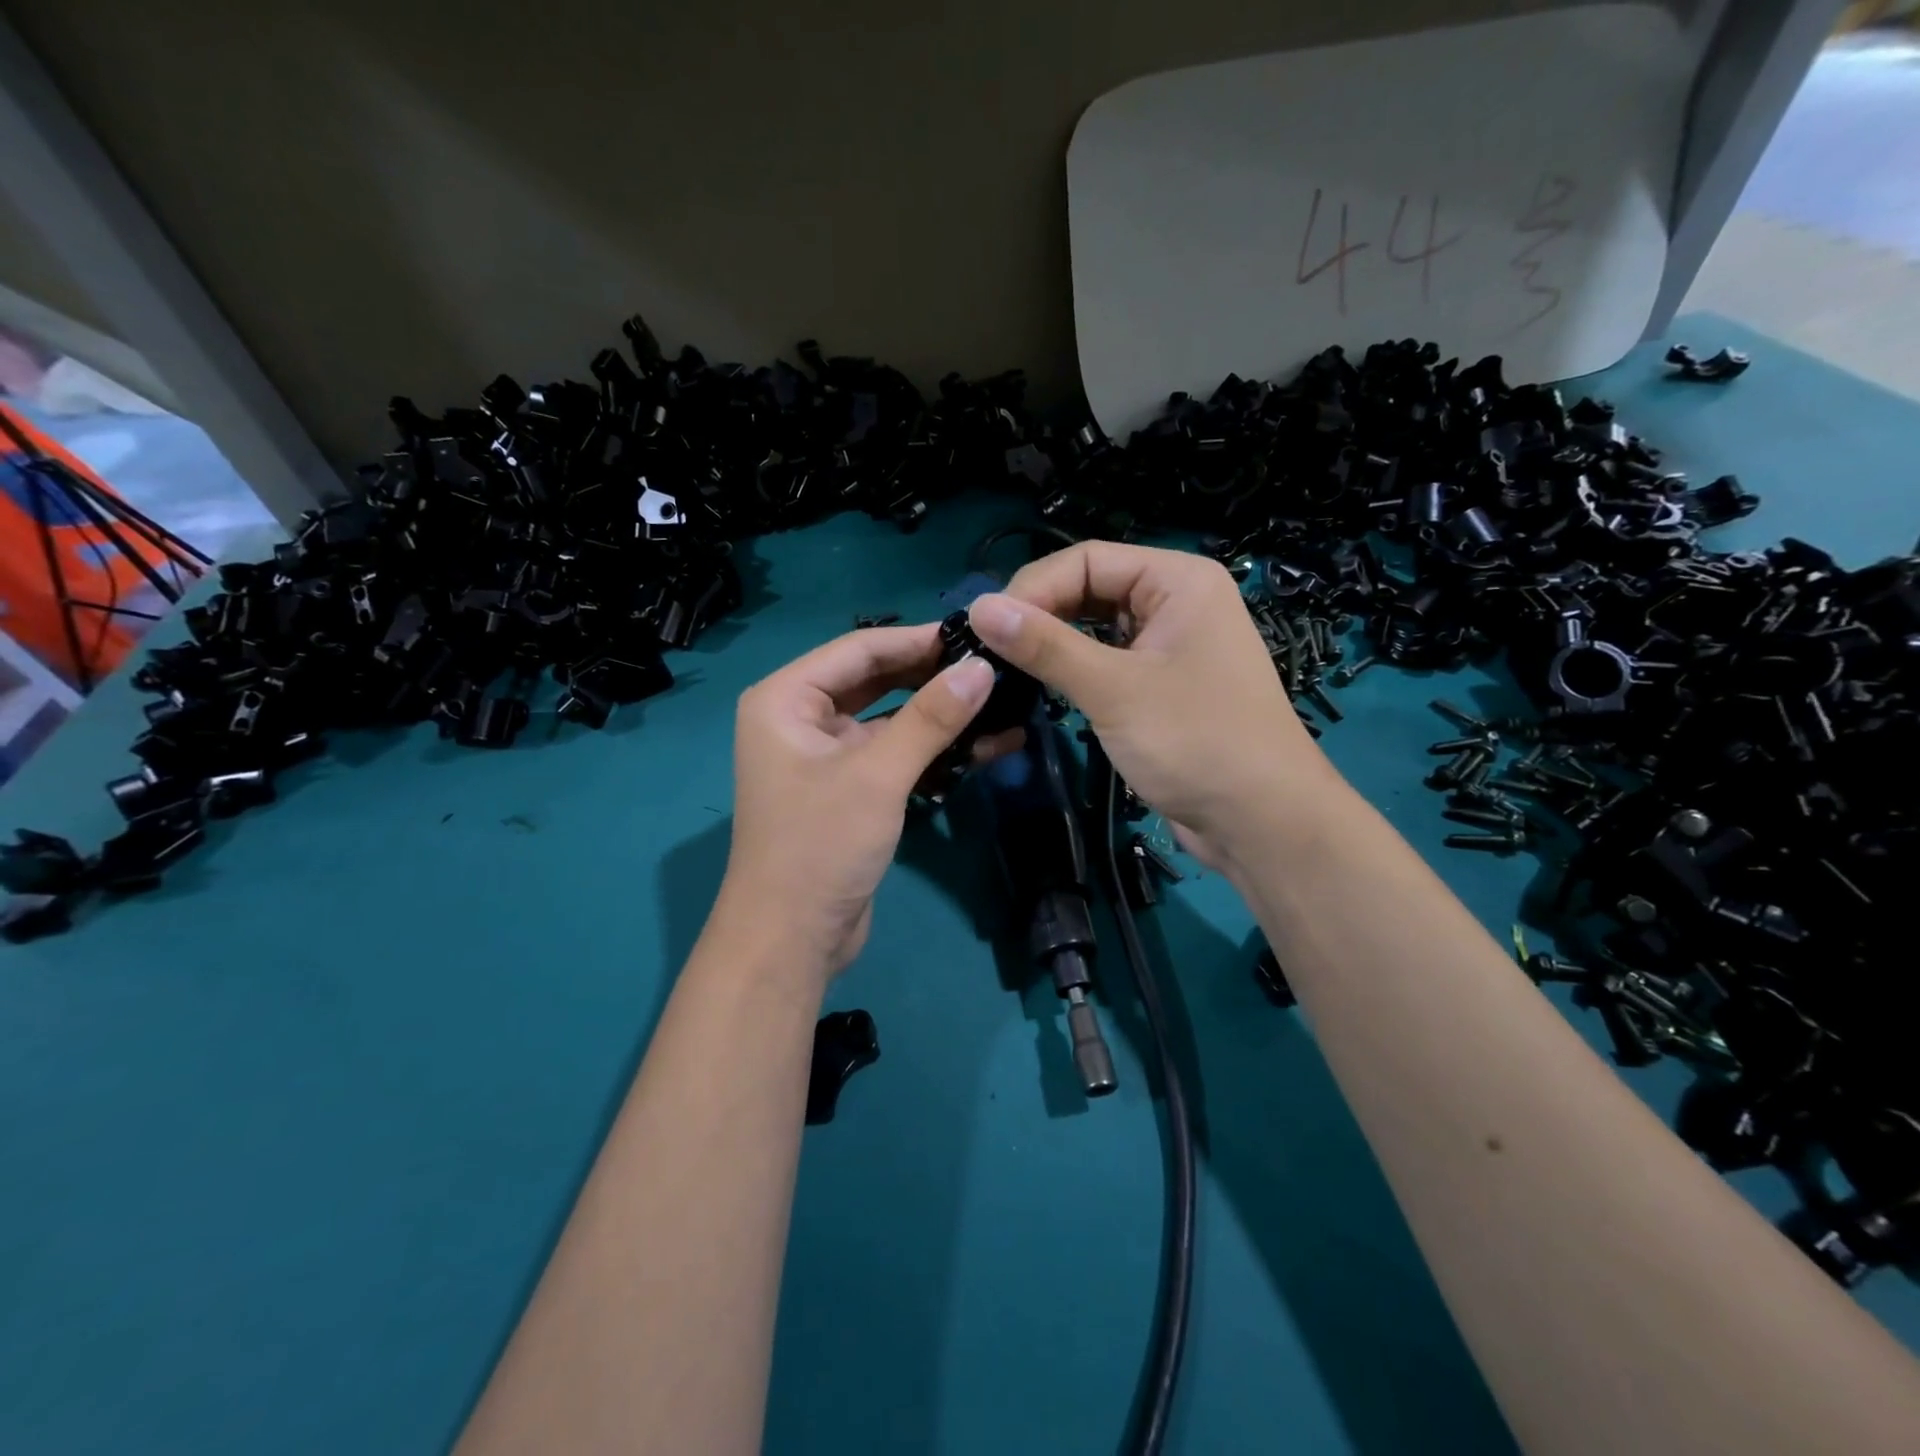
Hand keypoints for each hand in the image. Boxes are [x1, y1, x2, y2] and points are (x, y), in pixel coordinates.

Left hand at [719, 624, 1002, 977]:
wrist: (791, 941)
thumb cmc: (820, 847)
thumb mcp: (878, 775)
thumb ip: (931, 718)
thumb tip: (983, 667)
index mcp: (785, 699)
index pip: (859, 650)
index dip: (918, 639)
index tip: (976, 635)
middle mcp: (800, 718)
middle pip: (875, 680)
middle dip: (932, 675)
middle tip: (994, 666)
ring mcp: (825, 755)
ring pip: (890, 719)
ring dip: (940, 715)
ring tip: (1001, 701)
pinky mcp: (850, 789)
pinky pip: (895, 754)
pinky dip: (934, 750)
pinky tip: (986, 745)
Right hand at [968, 542, 1348, 868]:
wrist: (1262, 822)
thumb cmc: (1196, 742)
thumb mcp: (1114, 689)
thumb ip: (1046, 646)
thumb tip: (979, 608)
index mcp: (1178, 580)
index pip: (1087, 559)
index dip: (1033, 588)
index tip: (986, 627)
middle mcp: (1176, 602)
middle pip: (1090, 588)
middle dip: (1041, 615)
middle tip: (990, 652)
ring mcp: (1170, 645)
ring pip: (1095, 628)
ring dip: (1053, 644)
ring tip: (1006, 667)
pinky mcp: (1161, 685)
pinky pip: (1107, 661)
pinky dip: (1073, 670)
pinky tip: (1041, 686)